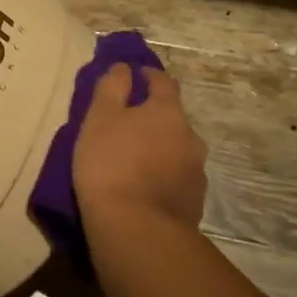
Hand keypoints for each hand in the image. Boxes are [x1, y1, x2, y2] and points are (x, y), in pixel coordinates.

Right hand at [73, 63, 208, 231]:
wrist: (136, 229)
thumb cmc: (110, 164)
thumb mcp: (99, 118)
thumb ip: (112, 88)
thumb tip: (125, 67)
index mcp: (167, 111)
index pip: (164, 81)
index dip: (148, 76)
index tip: (132, 77)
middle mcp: (190, 136)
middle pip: (172, 118)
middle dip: (153, 118)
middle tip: (127, 128)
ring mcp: (196, 171)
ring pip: (177, 150)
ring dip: (159, 150)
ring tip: (135, 163)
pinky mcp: (195, 202)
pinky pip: (177, 179)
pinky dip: (163, 177)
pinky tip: (144, 189)